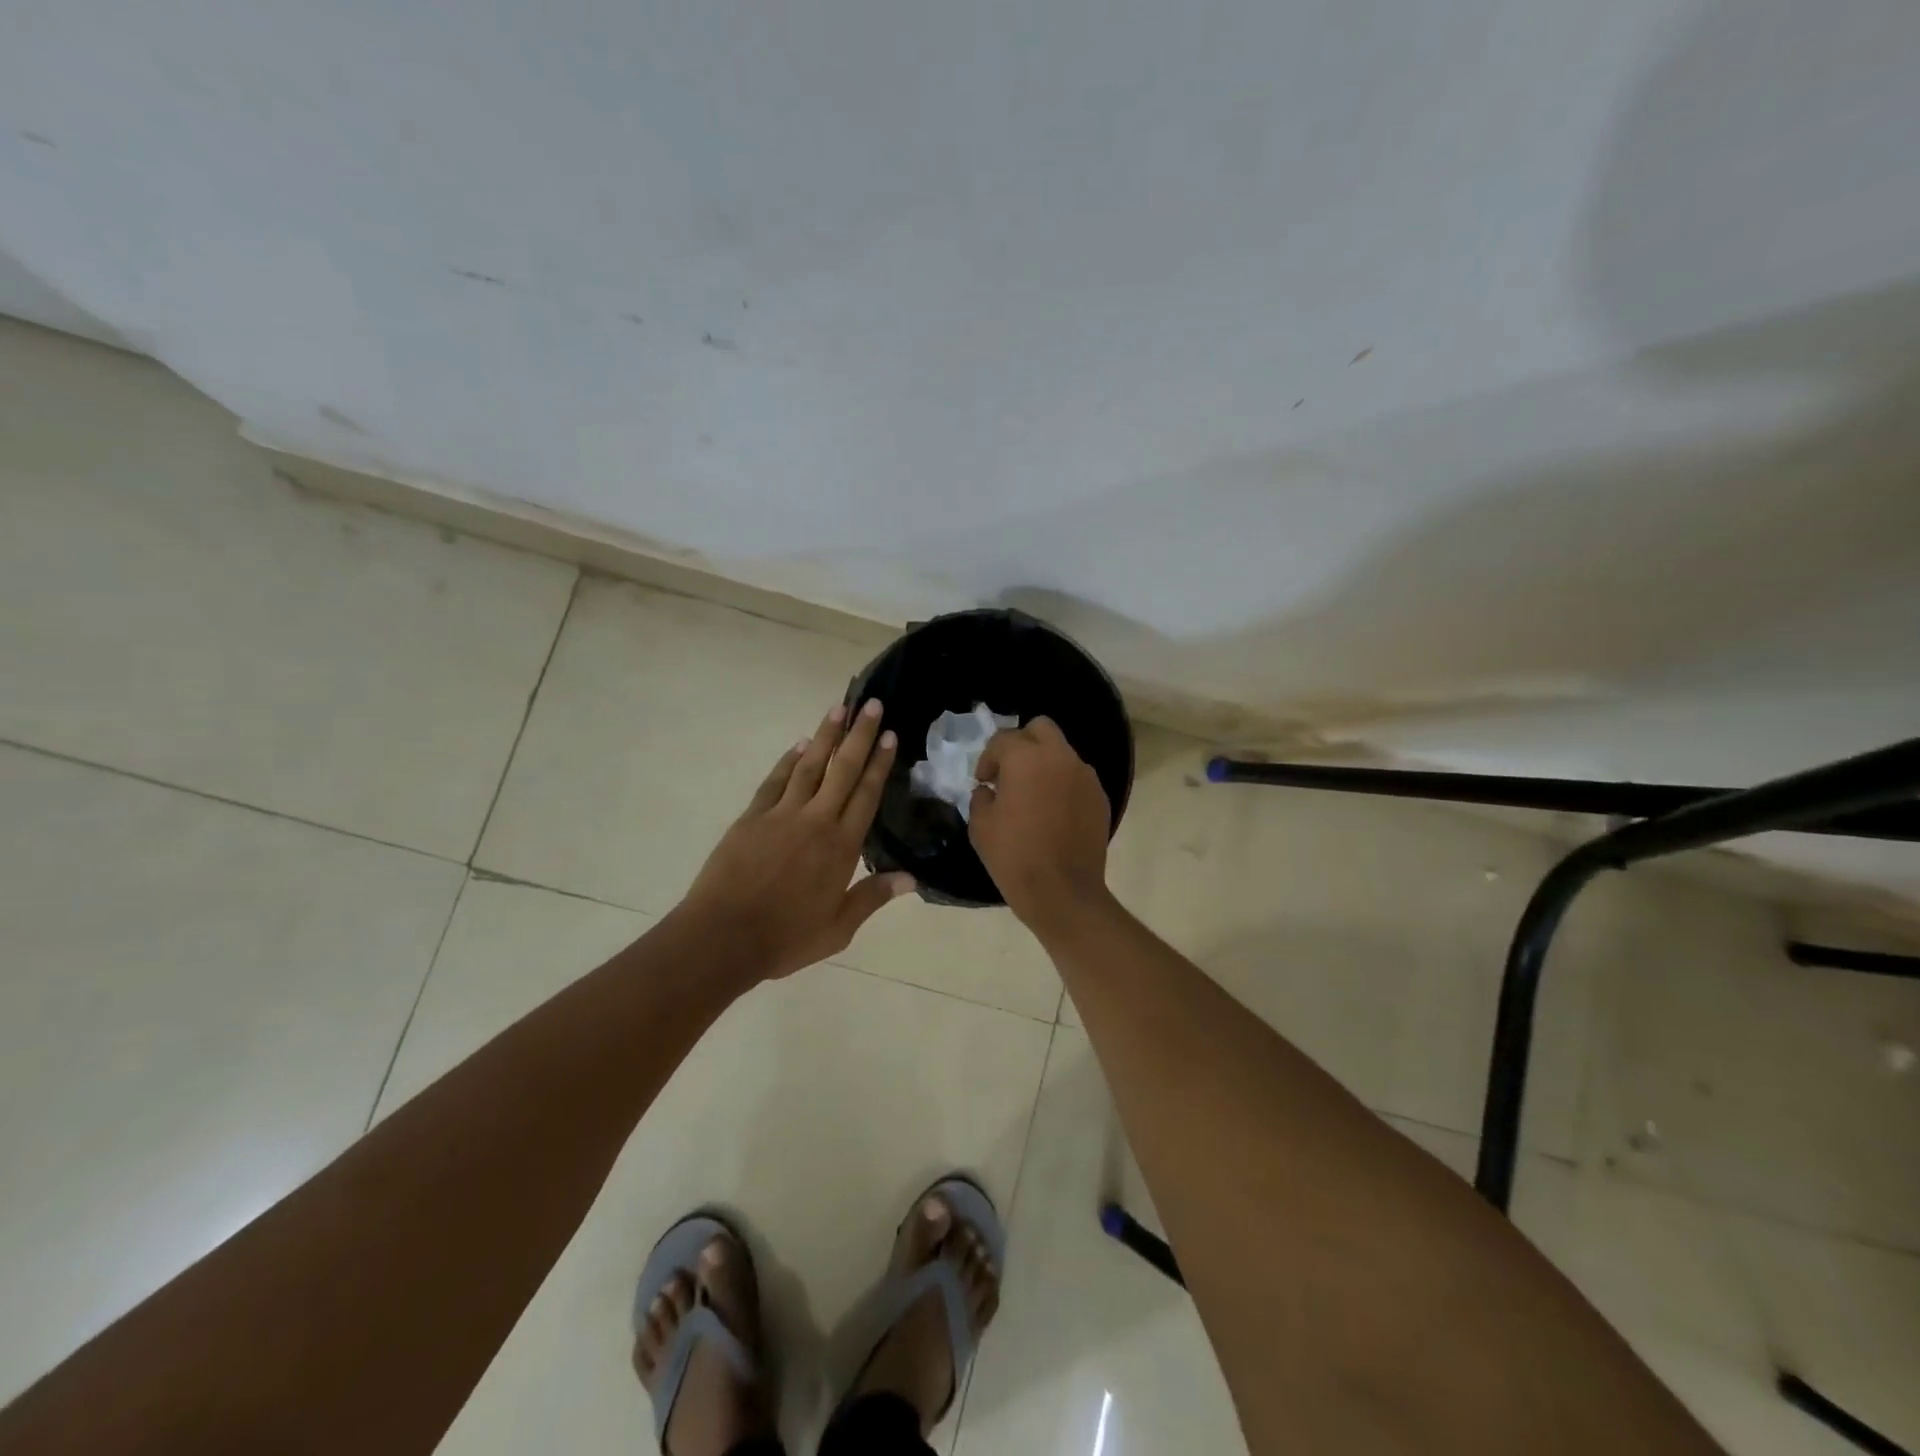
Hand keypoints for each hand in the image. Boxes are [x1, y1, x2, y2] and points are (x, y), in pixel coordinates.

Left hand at [680, 699, 914, 980]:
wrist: (723, 937)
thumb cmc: (786, 937)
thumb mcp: (838, 928)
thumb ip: (873, 898)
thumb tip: (912, 878)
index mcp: (841, 847)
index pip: (866, 795)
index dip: (879, 763)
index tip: (890, 735)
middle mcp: (816, 821)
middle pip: (842, 770)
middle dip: (859, 735)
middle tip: (870, 704)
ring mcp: (781, 815)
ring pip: (809, 766)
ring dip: (825, 736)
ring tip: (838, 708)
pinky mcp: (752, 817)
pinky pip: (775, 781)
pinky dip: (788, 760)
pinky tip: (800, 745)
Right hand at [969, 717, 1112, 928]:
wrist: (1063, 893)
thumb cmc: (1014, 857)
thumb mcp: (981, 826)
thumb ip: (982, 797)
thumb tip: (990, 790)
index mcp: (1027, 759)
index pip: (1003, 740)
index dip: (988, 759)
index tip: (983, 782)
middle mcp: (1061, 758)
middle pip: (1041, 728)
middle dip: (1022, 743)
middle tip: (1009, 773)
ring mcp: (1085, 777)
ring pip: (1062, 752)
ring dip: (1044, 764)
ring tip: (1032, 796)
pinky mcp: (1100, 797)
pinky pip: (1077, 777)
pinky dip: (1062, 784)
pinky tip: (1053, 813)